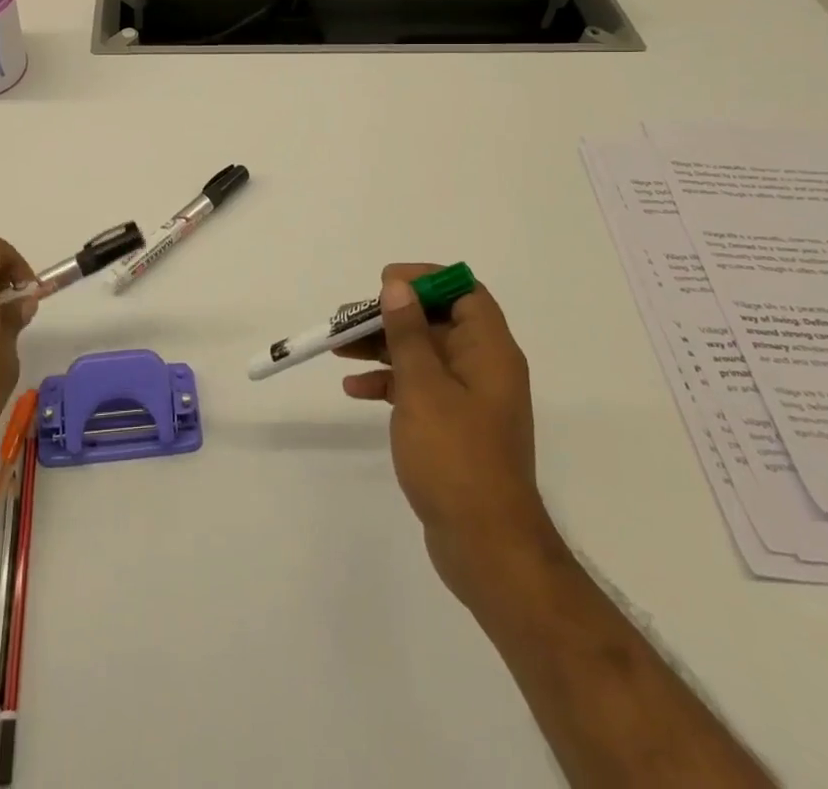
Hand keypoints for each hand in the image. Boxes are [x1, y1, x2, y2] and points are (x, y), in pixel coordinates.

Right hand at [339, 263, 561, 608]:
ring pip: (423, 354)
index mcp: (489, 350)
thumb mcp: (423, 386)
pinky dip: (389, 383)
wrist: (486, 546)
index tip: (384, 284)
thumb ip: (407, 332)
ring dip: (382, 347)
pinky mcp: (453, 426)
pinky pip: (419, 388)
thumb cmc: (456, 456)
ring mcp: (469, 399)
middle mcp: (484, 367)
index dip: (425, 280)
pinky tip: (354, 389)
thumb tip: (397, 286)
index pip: (463, 291)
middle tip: (347, 319)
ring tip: (338, 348)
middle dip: (391, 315)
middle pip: (436, 321)